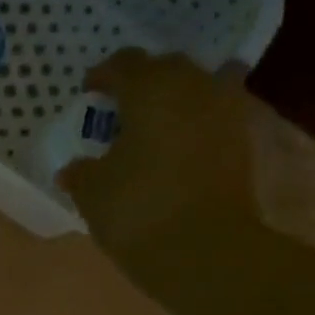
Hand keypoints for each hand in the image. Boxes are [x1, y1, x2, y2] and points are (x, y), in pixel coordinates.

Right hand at [58, 49, 270, 255]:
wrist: (205, 251)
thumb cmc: (138, 209)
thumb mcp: (93, 192)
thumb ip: (81, 172)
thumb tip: (73, 169)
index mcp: (150, 88)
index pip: (123, 64)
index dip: (103, 76)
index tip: (90, 93)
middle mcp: (193, 86)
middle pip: (166, 68)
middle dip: (143, 83)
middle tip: (121, 110)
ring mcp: (225, 113)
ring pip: (196, 90)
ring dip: (175, 102)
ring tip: (152, 129)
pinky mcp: (242, 143)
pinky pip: (213, 119)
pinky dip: (194, 126)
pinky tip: (176, 150)